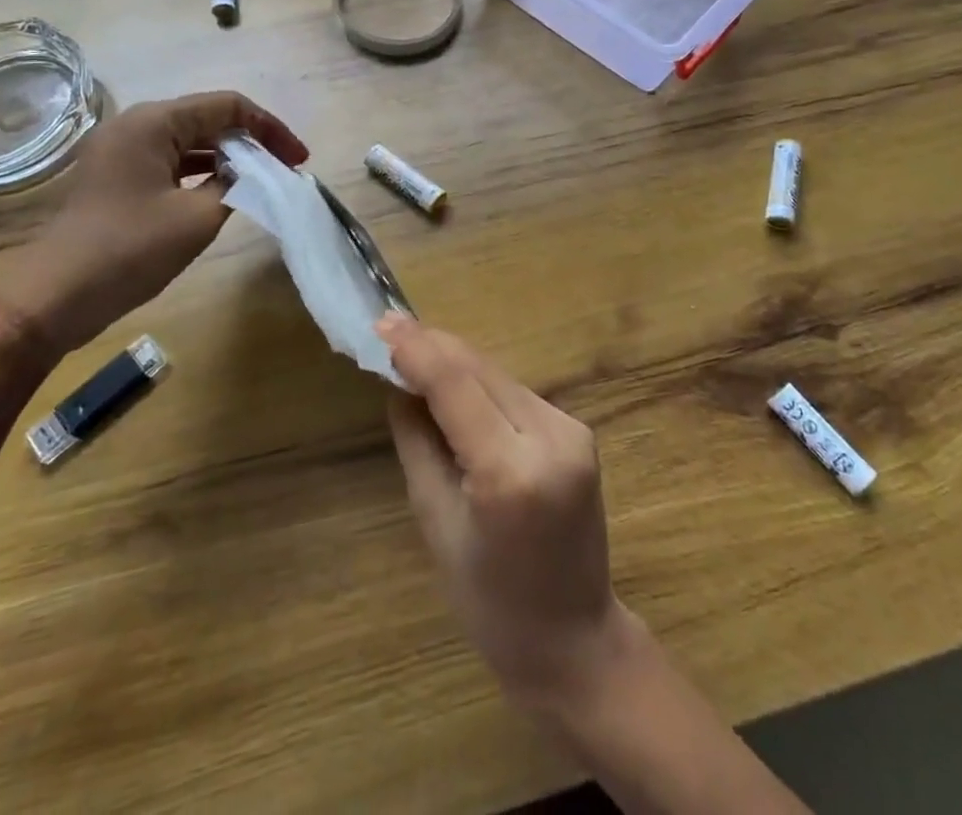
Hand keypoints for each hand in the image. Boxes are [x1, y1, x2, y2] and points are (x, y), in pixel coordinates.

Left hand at [0, 91, 306, 356]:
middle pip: (208, 118)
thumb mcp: (197, 218)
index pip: (228, 106)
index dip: (270, 128)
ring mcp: (121, 150)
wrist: (52, 297)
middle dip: (251, 141)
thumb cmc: (129, 250)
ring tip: (261, 181)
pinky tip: (222, 192)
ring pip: (189, 140)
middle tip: (284, 171)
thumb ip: (236, 186)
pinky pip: (169, 160)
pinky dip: (200, 171)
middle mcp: (136, 124)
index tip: (298, 159)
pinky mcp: (116, 176)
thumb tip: (253, 174)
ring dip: (228, 157)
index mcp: (154, 122)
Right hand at [380, 314, 638, 707]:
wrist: (576, 640)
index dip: (416, 348)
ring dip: (456, 362)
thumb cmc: (490, 602)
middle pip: (480, 370)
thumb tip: (400, 385)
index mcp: (510, 472)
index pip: (455, 385)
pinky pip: (516, 394)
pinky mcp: (578, 431)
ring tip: (412, 354)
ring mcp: (572, 430)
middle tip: (389, 330)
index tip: (382, 321)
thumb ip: (417, 443)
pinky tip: (454, 384)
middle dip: (433, 346)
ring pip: (498, 376)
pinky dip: (481, 384)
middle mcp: (550, 437)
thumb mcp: (436, 524)